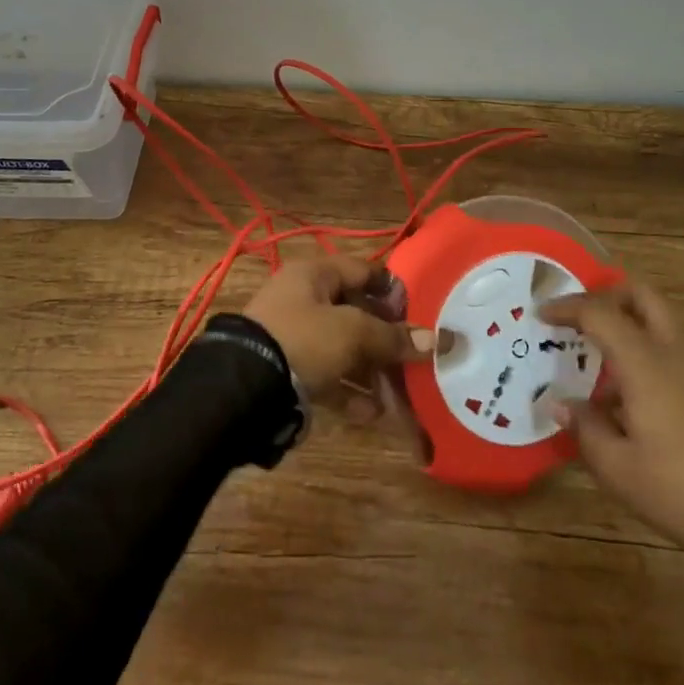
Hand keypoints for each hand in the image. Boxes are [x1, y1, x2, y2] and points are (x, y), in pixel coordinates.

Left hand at [243, 254, 431, 410]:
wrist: (245, 388)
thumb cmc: (304, 340)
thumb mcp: (353, 333)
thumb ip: (393, 337)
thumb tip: (438, 340)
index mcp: (313, 275)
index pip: (361, 270)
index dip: (391, 287)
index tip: (420, 310)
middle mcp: (301, 300)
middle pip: (354, 312)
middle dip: (385, 338)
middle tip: (414, 358)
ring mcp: (292, 336)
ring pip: (342, 348)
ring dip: (370, 370)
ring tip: (397, 395)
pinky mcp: (287, 371)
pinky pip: (326, 377)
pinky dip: (348, 392)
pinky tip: (370, 414)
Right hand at [539, 284, 683, 572]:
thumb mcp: (621, 471)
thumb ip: (585, 430)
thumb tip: (561, 403)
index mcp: (646, 361)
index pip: (598, 312)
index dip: (566, 308)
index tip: (541, 315)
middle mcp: (677, 349)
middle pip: (640, 295)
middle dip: (606, 296)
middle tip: (581, 319)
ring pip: (664, 320)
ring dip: (632, 326)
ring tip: (607, 369)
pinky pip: (682, 348)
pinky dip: (655, 351)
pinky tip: (645, 398)